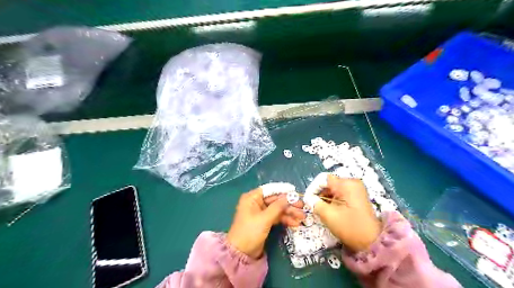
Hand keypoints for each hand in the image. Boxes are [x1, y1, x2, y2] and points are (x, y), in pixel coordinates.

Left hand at [225, 186, 303, 257]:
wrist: (241, 253)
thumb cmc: (250, 232)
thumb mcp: (264, 219)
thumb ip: (278, 207)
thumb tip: (289, 196)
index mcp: (252, 198)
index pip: (270, 190)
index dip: (283, 190)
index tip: (295, 192)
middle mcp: (256, 203)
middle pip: (275, 200)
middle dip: (289, 204)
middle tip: (302, 207)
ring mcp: (261, 213)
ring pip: (278, 209)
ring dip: (289, 213)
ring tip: (302, 217)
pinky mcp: (264, 222)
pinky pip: (276, 217)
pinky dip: (285, 219)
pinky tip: (295, 223)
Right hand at [313, 174, 380, 250]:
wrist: (372, 242)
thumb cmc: (349, 227)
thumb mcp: (328, 215)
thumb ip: (315, 203)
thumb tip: (308, 198)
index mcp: (346, 184)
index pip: (323, 179)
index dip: (313, 188)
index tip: (307, 199)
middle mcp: (352, 183)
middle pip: (329, 183)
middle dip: (319, 193)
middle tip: (312, 205)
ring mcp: (356, 189)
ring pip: (334, 188)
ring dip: (325, 197)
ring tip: (319, 209)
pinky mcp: (357, 196)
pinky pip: (340, 193)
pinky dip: (332, 200)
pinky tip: (329, 209)